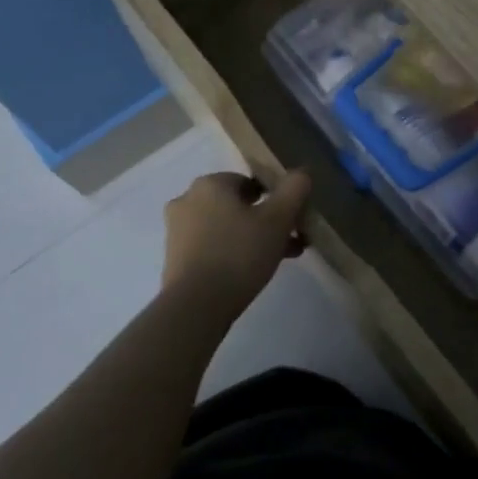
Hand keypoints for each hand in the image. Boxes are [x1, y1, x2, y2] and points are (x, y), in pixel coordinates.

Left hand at [161, 170, 311, 310]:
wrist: (196, 305)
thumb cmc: (239, 254)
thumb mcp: (278, 219)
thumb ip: (294, 190)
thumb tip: (302, 172)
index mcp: (209, 184)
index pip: (250, 181)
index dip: (275, 198)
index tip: (292, 220)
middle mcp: (187, 200)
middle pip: (238, 205)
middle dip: (266, 221)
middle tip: (290, 242)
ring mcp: (177, 230)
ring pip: (226, 226)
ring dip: (252, 237)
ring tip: (277, 260)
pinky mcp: (174, 257)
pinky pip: (211, 246)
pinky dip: (232, 252)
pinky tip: (251, 272)